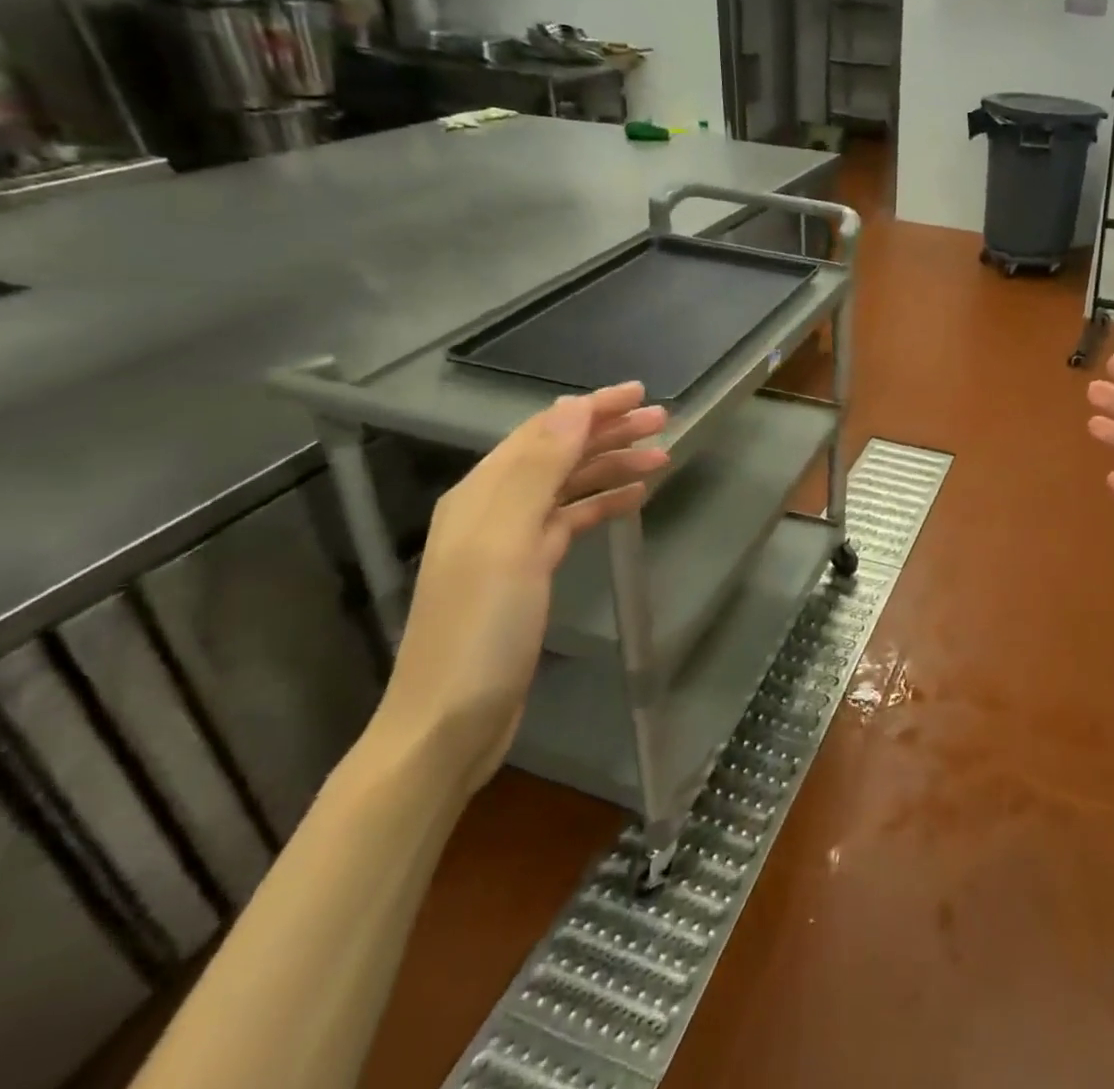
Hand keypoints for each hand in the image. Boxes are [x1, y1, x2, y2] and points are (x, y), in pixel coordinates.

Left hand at [371, 384, 669, 794]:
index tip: (640, 393)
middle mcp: (495, 508)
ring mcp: (511, 542)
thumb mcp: (510, 541)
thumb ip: (540, 470)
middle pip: (559, 454)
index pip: (545, 431)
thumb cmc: (481, 628)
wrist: (450, 722)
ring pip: (569, 486)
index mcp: (484, 493)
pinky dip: (602, 504)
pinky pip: (571, 522)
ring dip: (611, 467)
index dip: (592, 408)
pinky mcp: (528, 573)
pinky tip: (633, 500)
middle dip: (609, 433)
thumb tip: (574, 407)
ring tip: (661, 458)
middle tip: (663, 422)